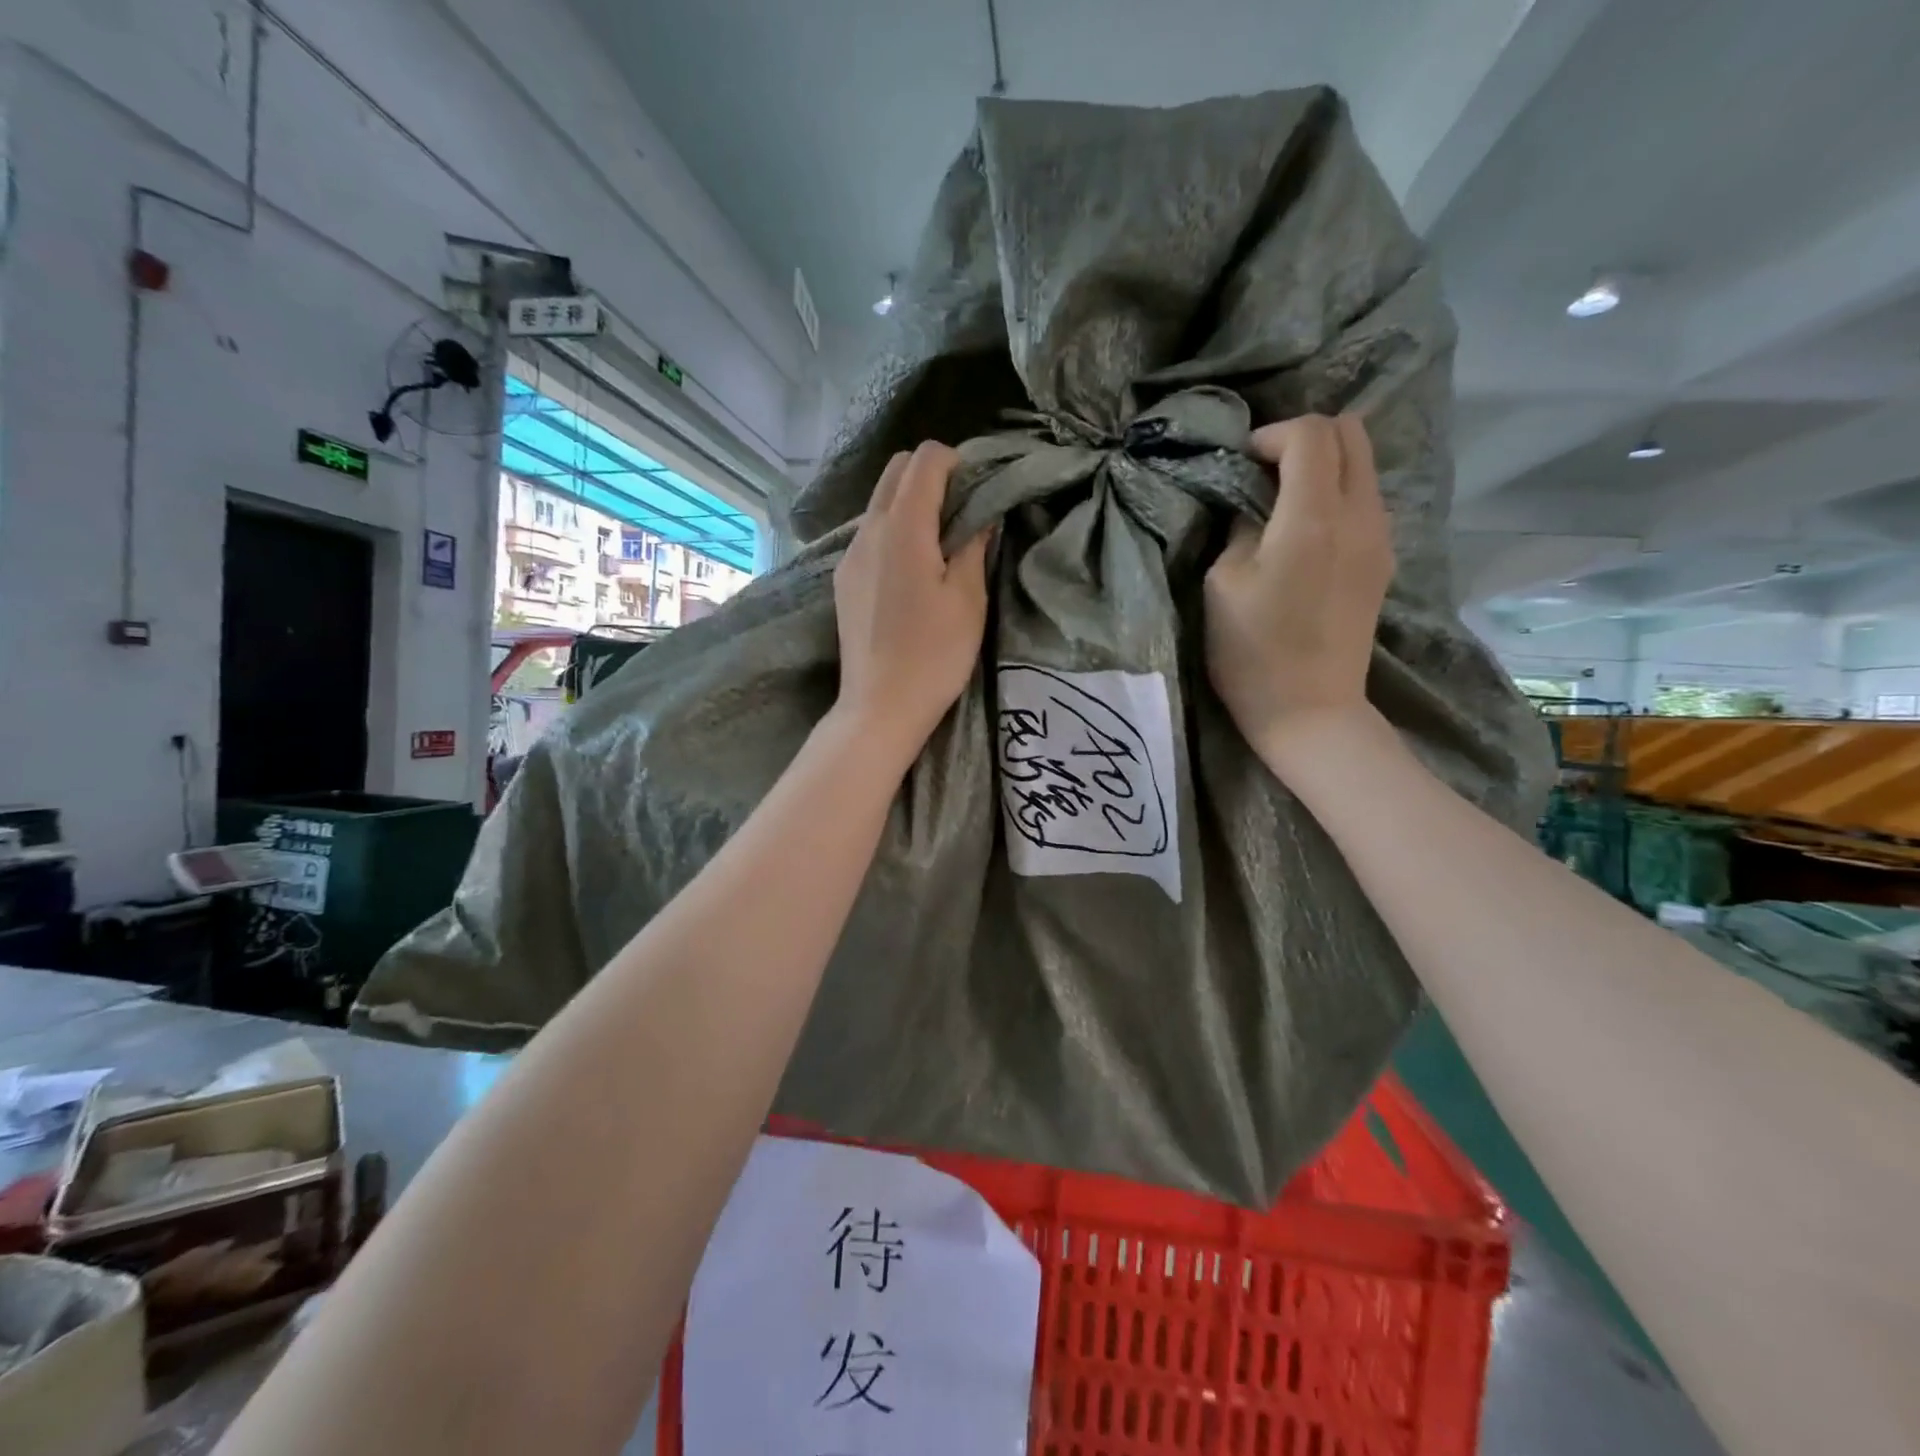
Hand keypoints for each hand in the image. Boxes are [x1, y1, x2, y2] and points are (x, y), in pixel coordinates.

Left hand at [832, 442, 990, 768]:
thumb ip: (974, 546)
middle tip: (962, 513)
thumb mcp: (968, 600)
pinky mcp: (843, 580)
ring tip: (940, 545)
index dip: (957, 462)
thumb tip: (981, 514)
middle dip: (931, 476)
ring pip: (879, 503)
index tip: (978, 491)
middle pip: (895, 471)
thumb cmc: (934, 655)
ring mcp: (849, 556)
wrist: (880, 707)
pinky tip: (912, 570)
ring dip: (911, 505)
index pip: (925, 459)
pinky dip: (894, 532)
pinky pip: (870, 535)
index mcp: (903, 528)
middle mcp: (868, 530)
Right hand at [1205, 414, 1391, 756]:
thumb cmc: (1253, 653)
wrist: (1309, 711)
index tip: (1240, 464)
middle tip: (1263, 472)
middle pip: (1351, 434)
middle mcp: (1360, 516)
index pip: (1310, 434)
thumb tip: (1252, 506)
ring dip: (1323, 467)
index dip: (1270, 435)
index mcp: (1313, 517)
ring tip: (1281, 502)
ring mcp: (1380, 539)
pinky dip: (1336, 496)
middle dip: (1304, 439)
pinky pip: (1365, 502)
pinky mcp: (1383, 562)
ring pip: (1363, 466)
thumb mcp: (1223, 584)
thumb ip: (1240, 528)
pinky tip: (1305, 532)